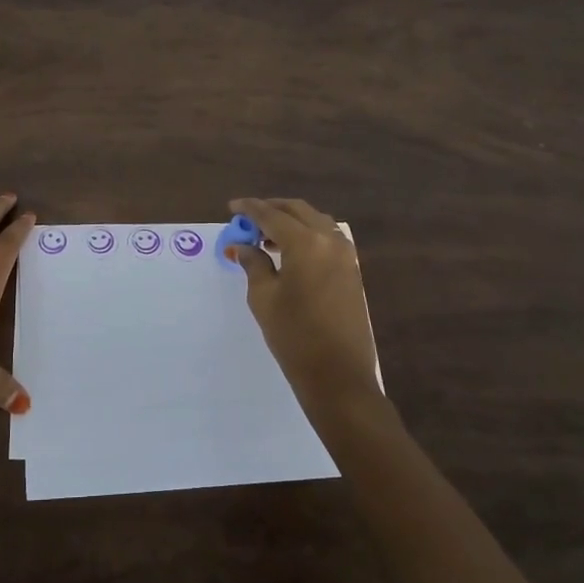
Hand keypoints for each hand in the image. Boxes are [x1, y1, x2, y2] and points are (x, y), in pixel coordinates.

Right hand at [227, 197, 379, 413]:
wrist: (338, 375)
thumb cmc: (294, 336)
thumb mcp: (263, 298)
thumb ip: (253, 264)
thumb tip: (244, 247)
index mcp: (306, 243)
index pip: (272, 215)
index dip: (250, 209)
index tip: (232, 207)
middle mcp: (330, 240)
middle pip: (298, 211)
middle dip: (272, 209)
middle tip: (248, 218)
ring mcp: (346, 255)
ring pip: (316, 221)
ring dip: (291, 221)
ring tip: (266, 235)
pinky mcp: (352, 270)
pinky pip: (327, 238)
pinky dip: (307, 235)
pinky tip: (289, 251)